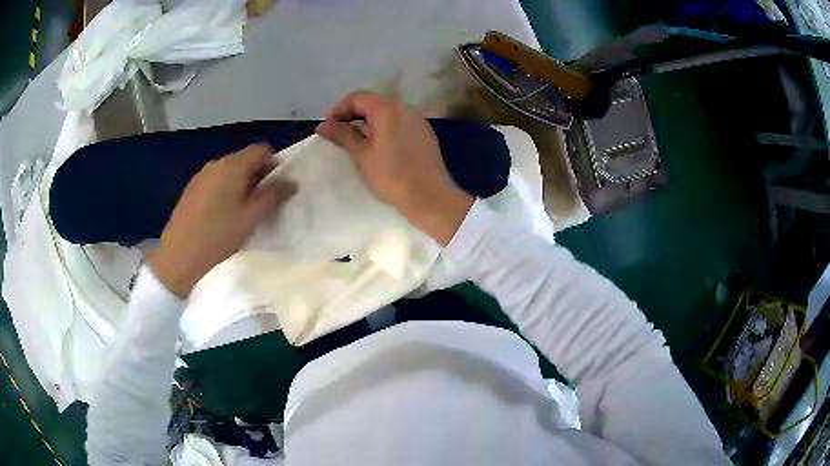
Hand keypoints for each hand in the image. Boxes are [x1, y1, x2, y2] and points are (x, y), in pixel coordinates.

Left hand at [148, 144, 296, 297]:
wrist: (178, 259)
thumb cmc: (218, 237)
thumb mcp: (251, 218)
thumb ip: (273, 196)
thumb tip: (292, 182)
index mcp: (232, 165)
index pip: (262, 150)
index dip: (274, 164)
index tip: (277, 188)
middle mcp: (216, 163)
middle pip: (245, 159)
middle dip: (258, 176)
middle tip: (262, 204)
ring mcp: (200, 176)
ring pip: (229, 172)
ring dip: (241, 185)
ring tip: (241, 213)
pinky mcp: (191, 190)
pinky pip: (215, 182)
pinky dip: (224, 191)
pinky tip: (221, 216)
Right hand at [316, 91, 473, 245]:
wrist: (430, 197)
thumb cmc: (392, 176)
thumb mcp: (362, 155)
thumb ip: (342, 135)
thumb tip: (323, 125)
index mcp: (387, 109)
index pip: (357, 97)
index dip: (338, 110)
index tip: (328, 129)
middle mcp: (405, 108)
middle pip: (373, 102)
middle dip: (352, 114)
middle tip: (339, 133)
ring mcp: (418, 120)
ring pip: (387, 113)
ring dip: (368, 122)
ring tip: (356, 141)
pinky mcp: (425, 134)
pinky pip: (400, 123)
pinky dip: (384, 128)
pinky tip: (379, 147)